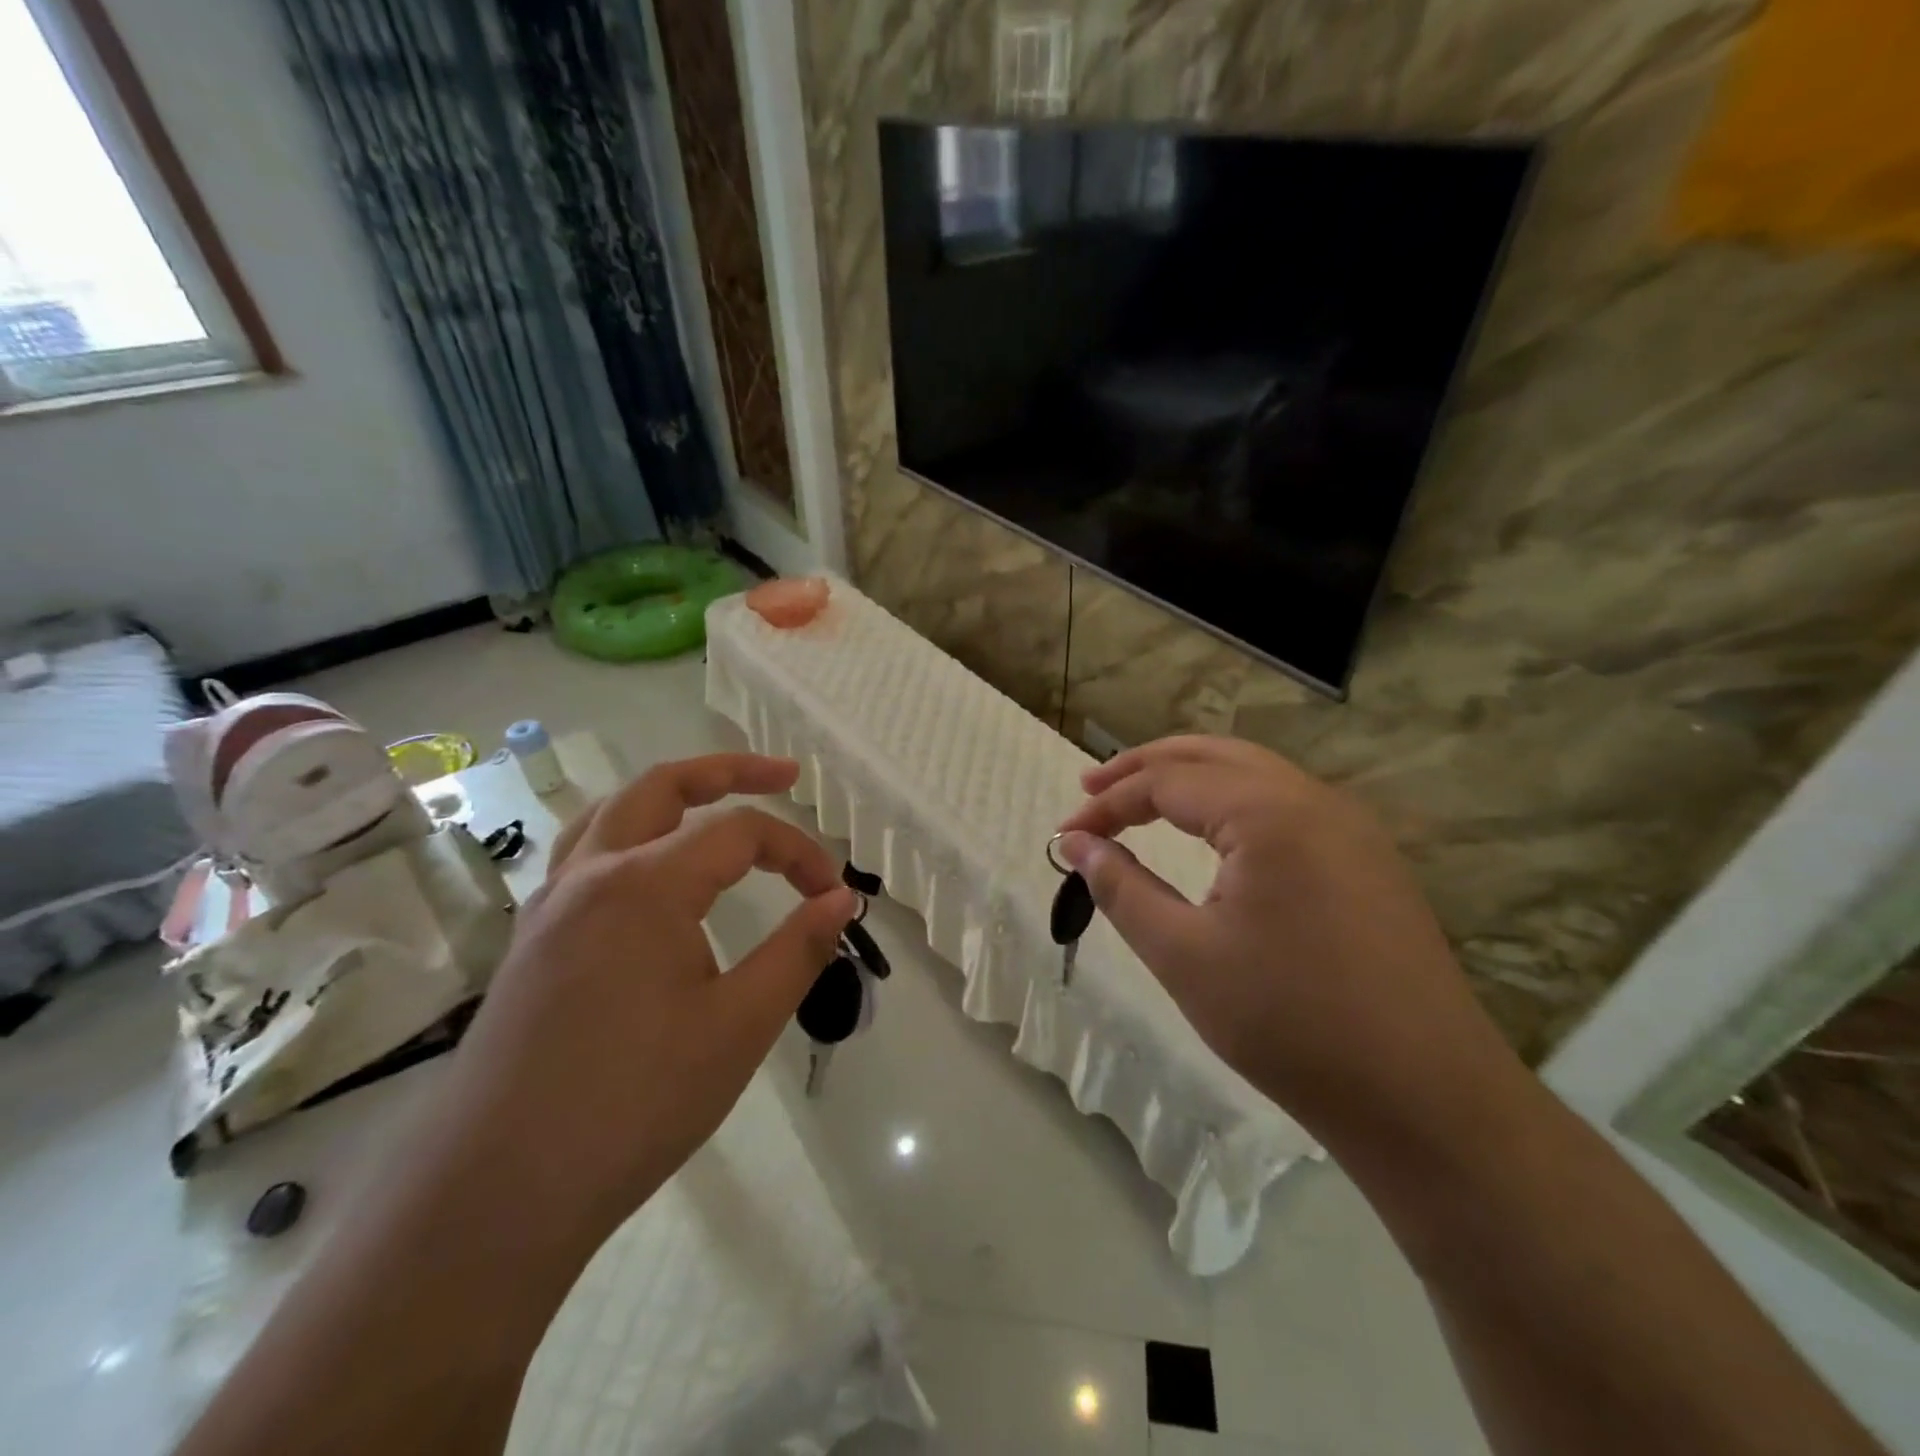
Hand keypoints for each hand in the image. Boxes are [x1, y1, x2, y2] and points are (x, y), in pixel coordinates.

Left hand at [429, 754, 853, 1241]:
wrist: (495, 1195)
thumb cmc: (633, 1105)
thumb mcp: (739, 1027)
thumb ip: (796, 951)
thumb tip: (840, 899)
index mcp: (644, 885)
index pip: (739, 834)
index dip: (797, 852)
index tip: (832, 894)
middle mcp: (592, 875)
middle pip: (663, 787)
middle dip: (729, 770)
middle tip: (783, 775)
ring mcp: (551, 906)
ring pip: (613, 813)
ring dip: (670, 795)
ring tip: (713, 803)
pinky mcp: (532, 940)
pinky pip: (584, 856)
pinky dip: (630, 835)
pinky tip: (650, 873)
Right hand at [1057, 736, 1514, 1132]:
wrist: (1427, 1099)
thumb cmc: (1290, 1024)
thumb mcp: (1184, 955)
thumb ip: (1121, 888)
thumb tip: (1075, 843)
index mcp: (1268, 812)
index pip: (1167, 781)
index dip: (1108, 804)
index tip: (1065, 835)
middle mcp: (1313, 799)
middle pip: (1212, 756)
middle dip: (1145, 767)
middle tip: (1093, 789)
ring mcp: (1350, 826)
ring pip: (1253, 773)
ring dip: (1191, 779)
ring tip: (1141, 800)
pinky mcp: (1368, 858)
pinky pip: (1285, 804)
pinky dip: (1232, 803)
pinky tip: (1212, 834)